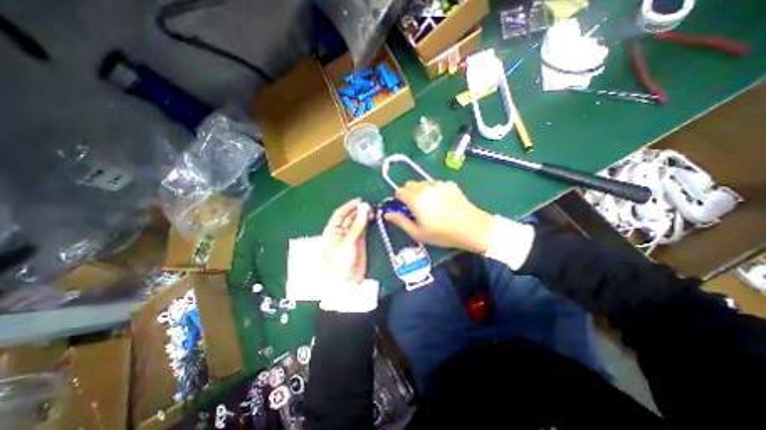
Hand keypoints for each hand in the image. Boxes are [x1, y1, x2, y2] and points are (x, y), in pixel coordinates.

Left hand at [320, 199, 372, 285]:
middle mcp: (341, 232)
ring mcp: (351, 236)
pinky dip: (367, 222)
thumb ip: (357, 227)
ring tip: (372, 210)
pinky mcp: (360, 241)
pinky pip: (363, 228)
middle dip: (358, 210)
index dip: (348, 206)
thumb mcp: (347, 243)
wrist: (346, 280)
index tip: (359, 201)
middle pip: (349, 217)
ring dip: (364, 215)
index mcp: (332, 231)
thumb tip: (365, 212)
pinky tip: (372, 217)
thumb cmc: (340, 262)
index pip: (340, 214)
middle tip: (368, 205)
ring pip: (357, 222)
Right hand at [383, 180, 497, 253]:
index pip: (399, 191)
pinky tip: (443, 202)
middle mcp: (425, 187)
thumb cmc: (442, 233)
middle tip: (417, 207)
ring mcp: (439, 184)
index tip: (405, 208)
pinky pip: (436, 184)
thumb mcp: (418, 233)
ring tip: (431, 205)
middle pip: (409, 184)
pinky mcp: (450, 184)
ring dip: (421, 191)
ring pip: (423, 183)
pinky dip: (434, 190)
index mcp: (415, 199)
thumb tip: (387, 214)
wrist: (471, 228)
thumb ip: (400, 221)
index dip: (399, 199)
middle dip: (409, 193)